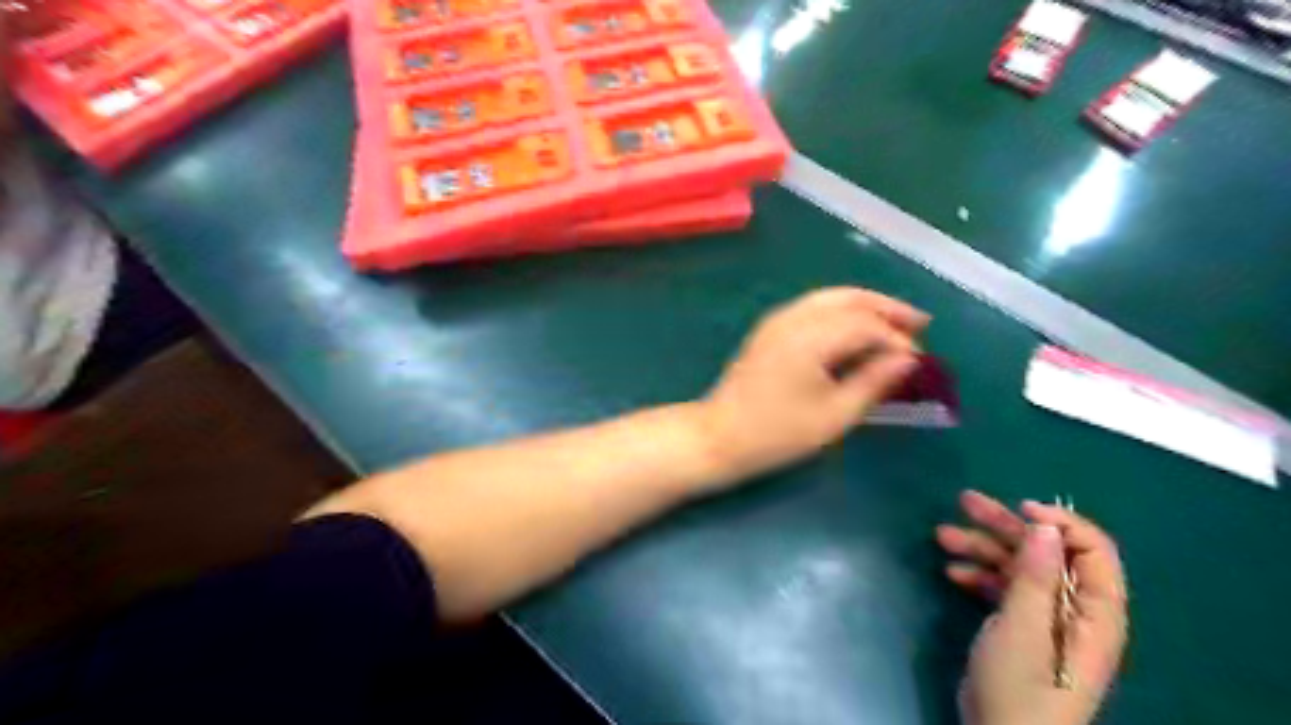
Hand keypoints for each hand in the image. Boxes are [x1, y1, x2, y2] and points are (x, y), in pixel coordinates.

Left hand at [697, 287, 927, 480]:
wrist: (719, 435)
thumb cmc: (777, 433)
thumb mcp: (833, 415)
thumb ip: (873, 382)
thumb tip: (907, 359)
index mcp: (811, 337)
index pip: (866, 325)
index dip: (896, 339)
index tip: (919, 361)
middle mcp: (794, 317)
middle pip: (849, 298)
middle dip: (886, 308)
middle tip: (919, 322)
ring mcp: (777, 319)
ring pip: (830, 298)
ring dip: (865, 305)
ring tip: (895, 321)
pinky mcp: (770, 329)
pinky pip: (814, 307)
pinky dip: (841, 312)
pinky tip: (855, 329)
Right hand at [940, 493, 1130, 724]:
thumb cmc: (1020, 687)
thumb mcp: (1024, 628)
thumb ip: (1036, 576)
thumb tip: (1045, 525)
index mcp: (1094, 612)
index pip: (1092, 551)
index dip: (1060, 522)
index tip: (1020, 508)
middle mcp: (1073, 610)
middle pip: (1045, 553)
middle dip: (1005, 526)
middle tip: (965, 502)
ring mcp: (1044, 619)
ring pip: (1018, 567)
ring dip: (983, 548)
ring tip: (942, 536)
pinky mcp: (1019, 629)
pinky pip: (1003, 589)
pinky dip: (979, 575)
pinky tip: (952, 571)